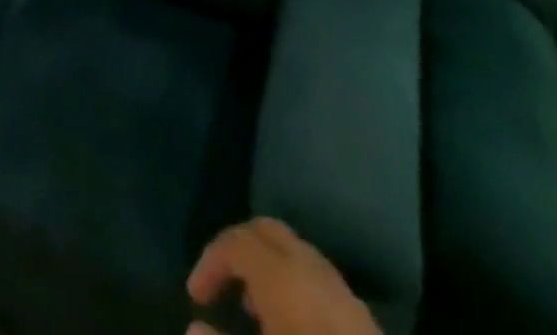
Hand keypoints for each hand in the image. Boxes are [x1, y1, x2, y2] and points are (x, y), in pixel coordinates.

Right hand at [187, 219, 379, 334]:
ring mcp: (341, 290)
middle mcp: (310, 268)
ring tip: (249, 307)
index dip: (210, 261)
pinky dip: (292, 284)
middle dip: (238, 249)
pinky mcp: (362, 318)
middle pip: (266, 232)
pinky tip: (289, 324)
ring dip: (265, 266)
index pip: (235, 242)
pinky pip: (316, 278)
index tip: (195, 298)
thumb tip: (194, 329)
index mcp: (282, 274)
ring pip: (294, 253)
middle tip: (219, 282)